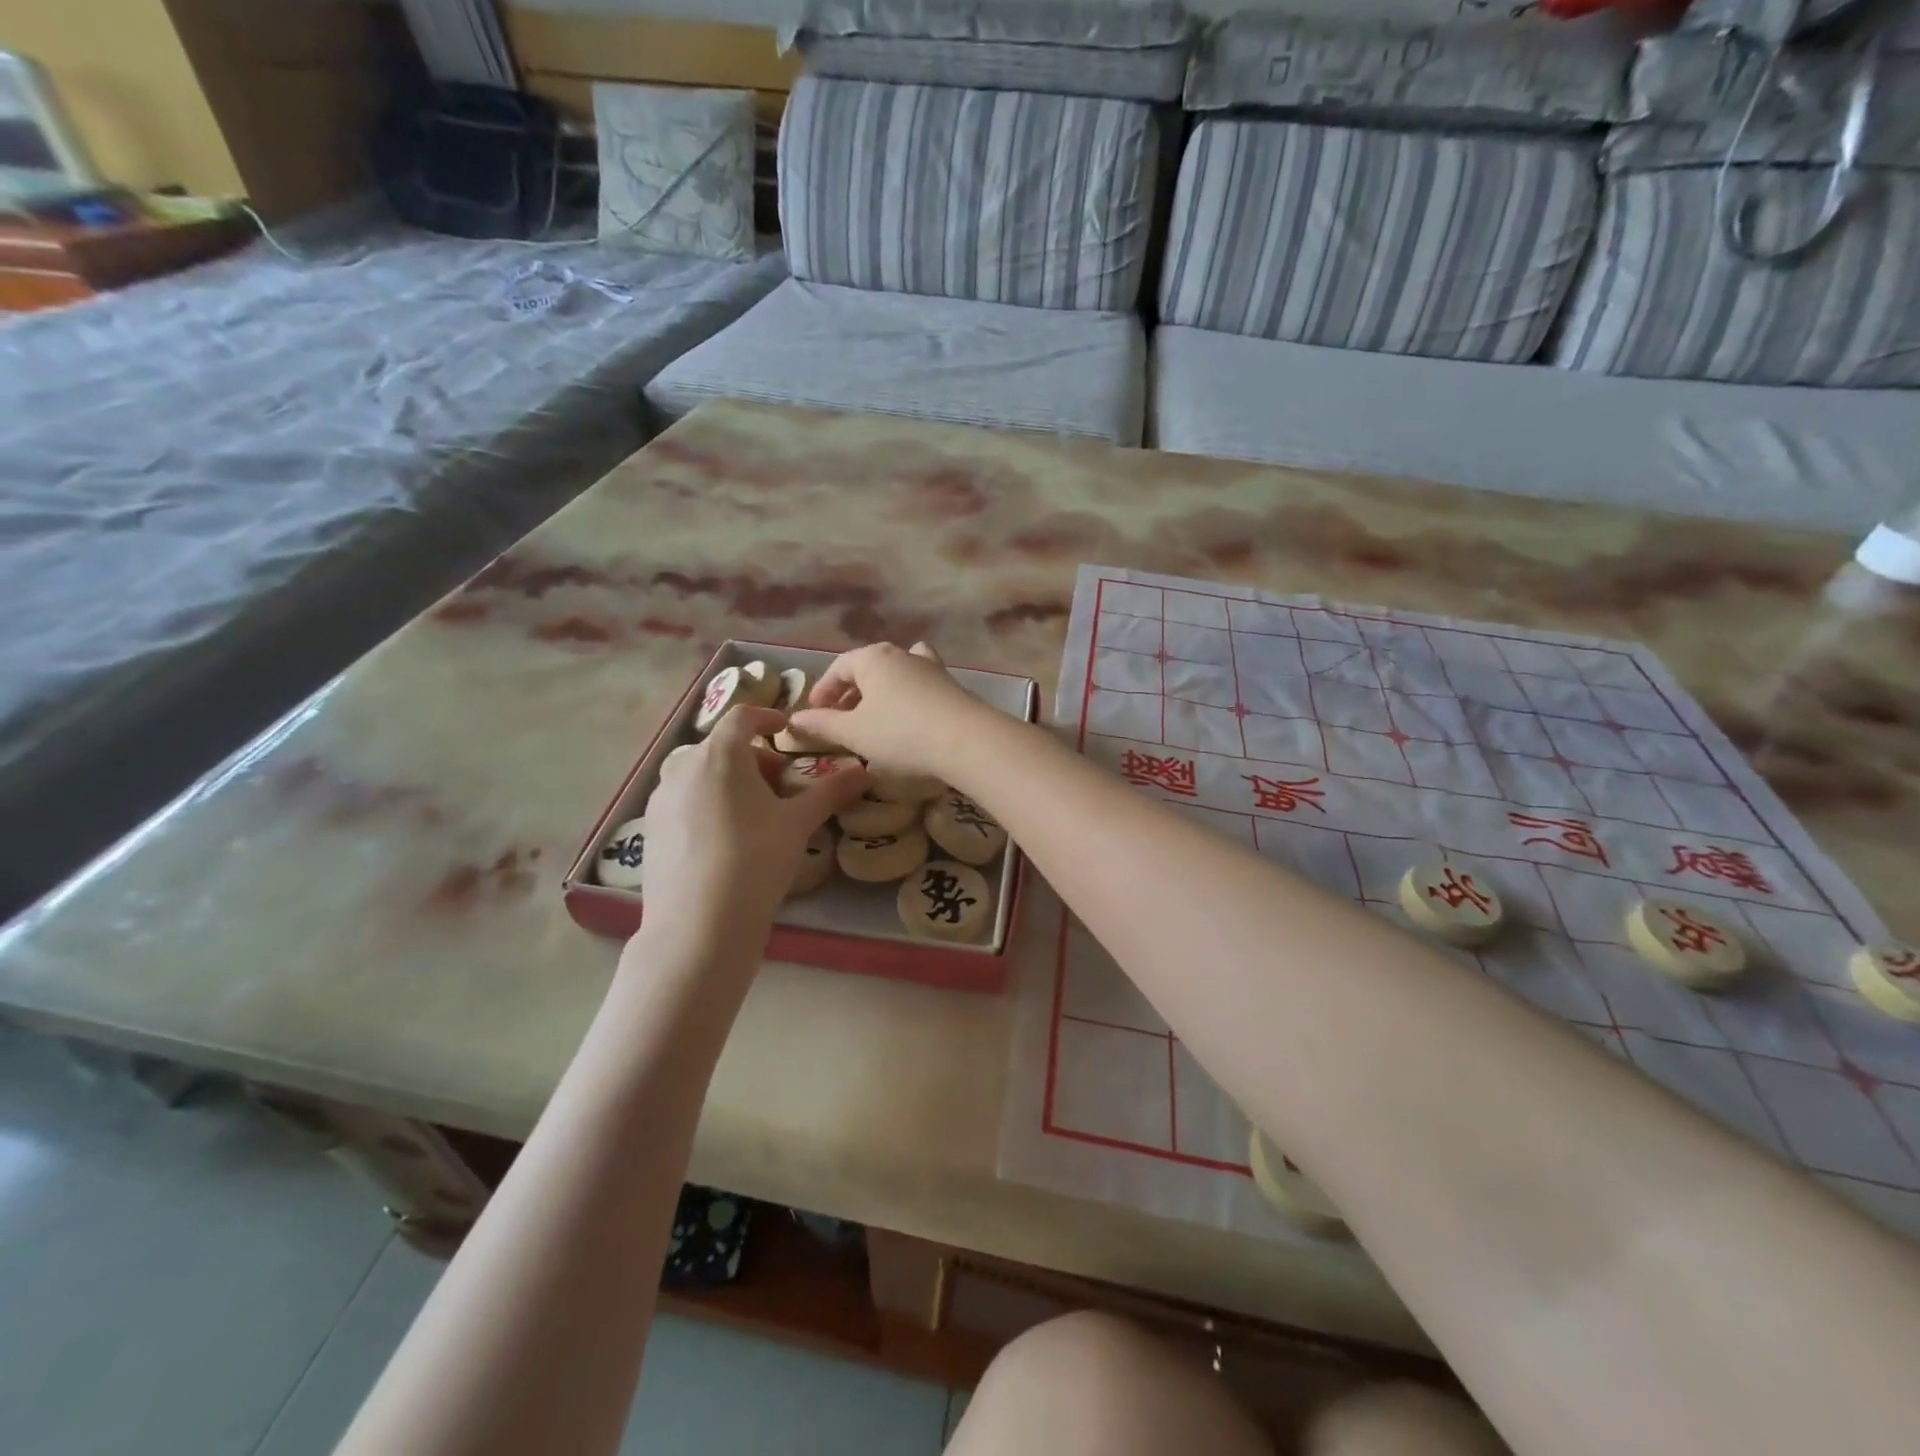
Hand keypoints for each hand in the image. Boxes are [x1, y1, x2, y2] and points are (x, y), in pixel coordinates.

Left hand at [637, 706, 868, 950]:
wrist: (698, 926)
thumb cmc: (755, 860)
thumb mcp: (798, 824)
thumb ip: (831, 791)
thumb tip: (864, 770)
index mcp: (719, 755)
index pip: (742, 716)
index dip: (767, 716)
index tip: (786, 728)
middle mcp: (682, 767)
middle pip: (721, 747)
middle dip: (753, 757)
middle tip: (780, 783)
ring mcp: (661, 800)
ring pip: (700, 774)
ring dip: (729, 780)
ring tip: (753, 813)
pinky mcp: (650, 830)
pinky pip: (684, 801)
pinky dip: (707, 803)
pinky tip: (725, 840)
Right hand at [788, 643, 989, 779]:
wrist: (965, 739)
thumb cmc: (899, 732)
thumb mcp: (854, 732)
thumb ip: (823, 724)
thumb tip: (795, 720)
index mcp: (872, 658)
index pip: (840, 666)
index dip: (824, 689)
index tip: (815, 711)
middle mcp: (901, 654)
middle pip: (869, 667)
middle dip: (851, 690)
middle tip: (841, 716)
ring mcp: (930, 667)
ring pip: (897, 672)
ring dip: (881, 690)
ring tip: (874, 714)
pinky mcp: (951, 685)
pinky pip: (920, 684)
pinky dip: (907, 695)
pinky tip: (909, 715)